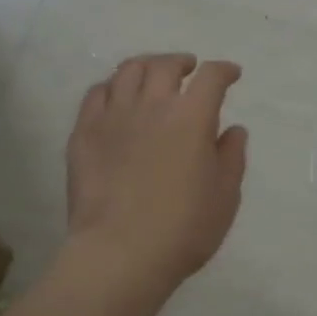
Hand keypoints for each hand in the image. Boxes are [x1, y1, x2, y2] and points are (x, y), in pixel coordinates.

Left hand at [65, 53, 248, 291]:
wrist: (120, 254)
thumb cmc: (184, 228)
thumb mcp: (225, 196)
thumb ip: (231, 156)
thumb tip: (232, 130)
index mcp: (192, 117)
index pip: (211, 77)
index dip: (224, 70)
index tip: (231, 74)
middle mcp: (152, 105)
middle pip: (165, 65)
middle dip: (181, 62)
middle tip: (188, 70)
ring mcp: (113, 116)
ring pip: (127, 71)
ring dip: (146, 67)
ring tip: (152, 76)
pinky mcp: (84, 133)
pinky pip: (95, 94)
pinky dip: (111, 88)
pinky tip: (116, 98)